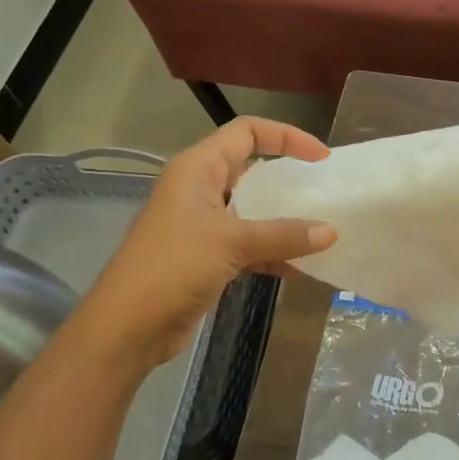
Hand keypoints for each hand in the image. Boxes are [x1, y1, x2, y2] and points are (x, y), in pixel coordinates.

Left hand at [72, 118, 334, 371]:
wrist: (127, 328)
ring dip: (284, 221)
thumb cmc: (173, 267)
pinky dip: (272, 253)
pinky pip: (248, 244)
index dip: (286, 136)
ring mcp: (202, 224)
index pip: (247, 132)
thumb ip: (283, 234)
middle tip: (324, 194)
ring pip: (252, 211)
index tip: (321, 159)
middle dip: (288, 181)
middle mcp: (200, 189)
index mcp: (198, 168)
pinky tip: (299, 269)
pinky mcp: (206, 257)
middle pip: (252, 170)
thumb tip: (331, 231)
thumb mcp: (232, 243)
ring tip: (321, 233)